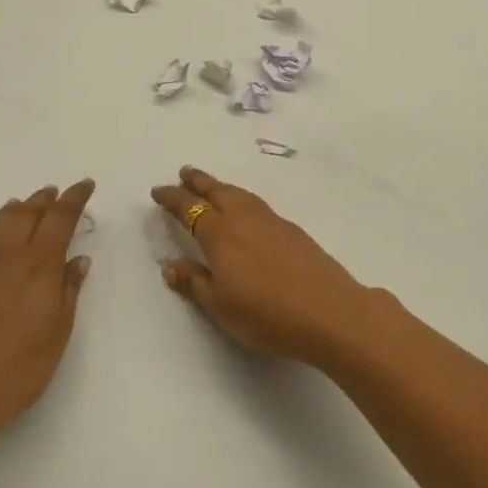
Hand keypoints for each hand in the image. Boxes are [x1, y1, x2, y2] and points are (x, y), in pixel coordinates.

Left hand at [0, 180, 94, 447]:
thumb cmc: (17, 370)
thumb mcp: (58, 333)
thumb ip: (68, 290)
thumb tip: (77, 259)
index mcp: (37, 265)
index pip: (60, 218)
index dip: (74, 199)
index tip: (85, 185)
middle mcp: (6, 256)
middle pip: (27, 214)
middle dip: (44, 200)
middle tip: (56, 192)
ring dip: (16, 209)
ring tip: (25, 203)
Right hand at [151, 167, 372, 364]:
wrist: (329, 311)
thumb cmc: (266, 314)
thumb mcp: (220, 305)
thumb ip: (194, 282)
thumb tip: (170, 264)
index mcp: (220, 234)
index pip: (189, 209)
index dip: (172, 199)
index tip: (158, 191)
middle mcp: (244, 219)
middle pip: (217, 191)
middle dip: (198, 181)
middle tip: (184, 173)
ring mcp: (272, 221)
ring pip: (240, 194)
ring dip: (221, 187)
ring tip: (212, 186)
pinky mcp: (293, 230)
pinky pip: (257, 204)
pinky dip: (243, 199)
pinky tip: (246, 210)